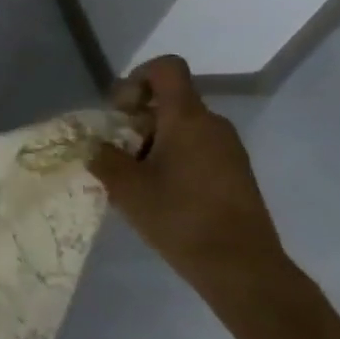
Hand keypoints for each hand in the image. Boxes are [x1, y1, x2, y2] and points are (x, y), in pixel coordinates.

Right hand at [90, 56, 291, 312]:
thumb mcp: (125, 186)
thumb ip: (103, 155)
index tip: (120, 111)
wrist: (244, 270)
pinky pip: (196, 148)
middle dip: (136, 118)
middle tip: (118, 150)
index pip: (166, 68)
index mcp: (188, 118)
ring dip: (152, 140)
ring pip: (181, 126)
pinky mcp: (235, 173)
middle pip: (169, 100)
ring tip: (135, 176)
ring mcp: (229, 150)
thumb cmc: (180, 218)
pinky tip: (159, 192)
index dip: (136, 78)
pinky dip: (172, 157)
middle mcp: (213, 125)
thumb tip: (95, 145)